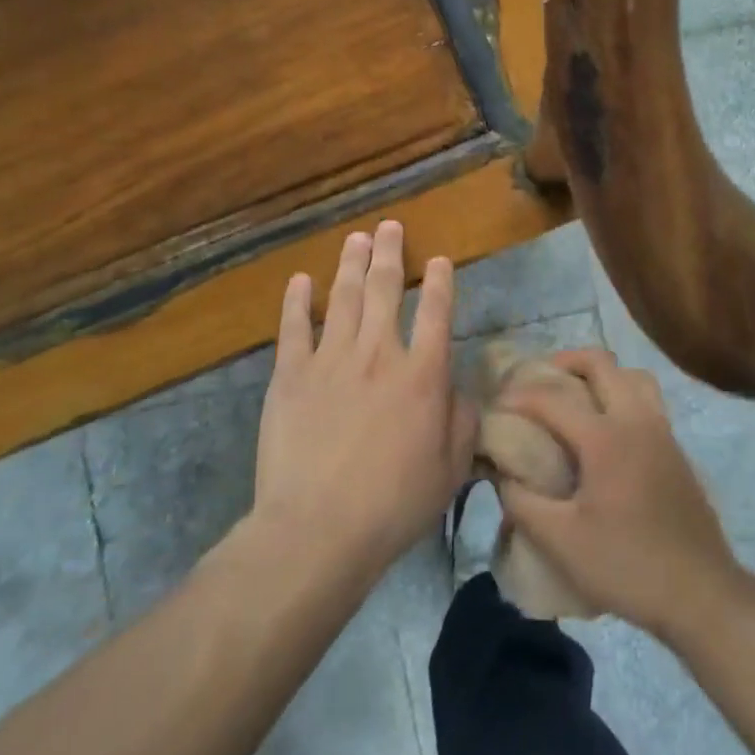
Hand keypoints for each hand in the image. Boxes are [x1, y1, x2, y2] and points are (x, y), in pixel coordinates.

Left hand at [251, 220, 474, 577]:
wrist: (318, 527)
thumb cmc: (394, 503)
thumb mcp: (451, 468)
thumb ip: (463, 421)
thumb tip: (461, 390)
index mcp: (423, 374)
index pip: (436, 312)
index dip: (440, 282)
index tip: (439, 260)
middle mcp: (379, 353)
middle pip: (384, 289)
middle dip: (389, 254)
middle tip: (388, 226)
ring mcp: (331, 359)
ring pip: (343, 298)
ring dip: (350, 264)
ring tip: (356, 238)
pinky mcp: (290, 374)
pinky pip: (294, 327)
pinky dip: (297, 300)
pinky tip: (300, 279)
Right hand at [497, 349, 746, 642]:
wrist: (701, 593)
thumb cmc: (627, 565)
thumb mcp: (561, 542)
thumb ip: (522, 502)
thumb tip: (502, 473)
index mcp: (605, 438)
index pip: (552, 398)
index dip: (519, 396)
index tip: (496, 406)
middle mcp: (636, 420)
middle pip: (600, 363)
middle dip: (564, 362)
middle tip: (538, 381)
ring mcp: (662, 431)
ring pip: (632, 376)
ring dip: (600, 375)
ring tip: (576, 396)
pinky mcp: (676, 449)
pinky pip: (647, 399)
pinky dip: (622, 395)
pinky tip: (607, 429)